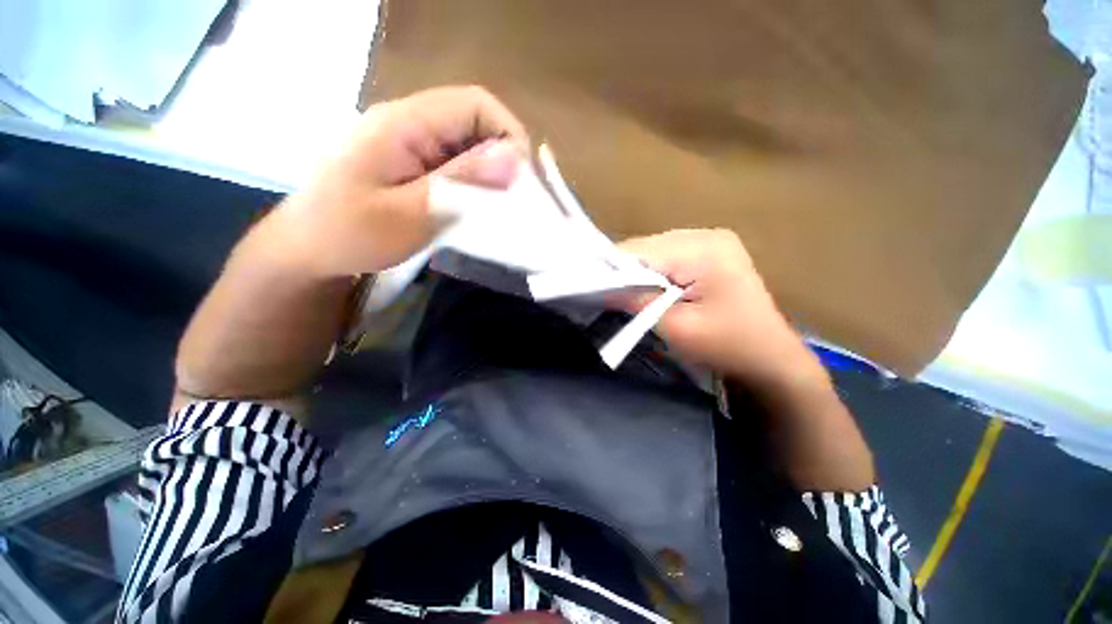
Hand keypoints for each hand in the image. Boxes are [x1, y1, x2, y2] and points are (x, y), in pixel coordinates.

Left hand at [274, 86, 529, 276]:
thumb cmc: (350, 234)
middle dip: (503, 159)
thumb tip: (514, 158)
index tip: (523, 181)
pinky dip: (473, 183)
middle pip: (474, 122)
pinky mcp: (411, 163)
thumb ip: (462, 182)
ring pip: (467, 144)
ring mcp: (409, 142)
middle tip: (513, 202)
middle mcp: (409, 122)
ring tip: (497, 208)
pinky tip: (475, 207)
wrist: (306, 250)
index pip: (475, 104)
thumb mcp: (411, 213)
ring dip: (489, 174)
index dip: (509, 135)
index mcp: (405, 123)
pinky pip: (454, 163)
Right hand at [617, 229, 821, 385]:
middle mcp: (705, 234)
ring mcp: (710, 240)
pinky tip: (652, 290)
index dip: (611, 269)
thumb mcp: (675, 327)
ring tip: (630, 296)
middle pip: (646, 248)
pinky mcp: (709, 251)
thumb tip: (602, 286)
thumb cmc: (727, 347)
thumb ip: (636, 301)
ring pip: (653, 250)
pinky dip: (653, 272)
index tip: (591, 288)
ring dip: (638, 272)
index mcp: (702, 250)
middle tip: (610, 297)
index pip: (639, 251)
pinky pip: (667, 256)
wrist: (770, 359)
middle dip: (624, 272)